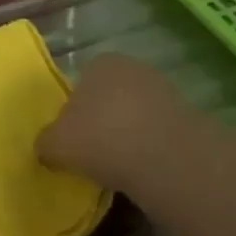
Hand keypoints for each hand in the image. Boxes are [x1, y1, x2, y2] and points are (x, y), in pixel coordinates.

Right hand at [37, 53, 197, 196]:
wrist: (166, 159)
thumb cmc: (101, 138)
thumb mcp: (56, 144)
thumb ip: (45, 142)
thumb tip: (46, 147)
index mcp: (100, 63)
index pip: (81, 82)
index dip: (73, 110)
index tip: (71, 137)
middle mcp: (133, 68)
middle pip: (109, 96)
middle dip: (102, 120)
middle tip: (92, 152)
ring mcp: (165, 91)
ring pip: (135, 115)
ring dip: (128, 135)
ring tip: (117, 167)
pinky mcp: (189, 118)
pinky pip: (158, 134)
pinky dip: (150, 149)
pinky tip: (143, 171)